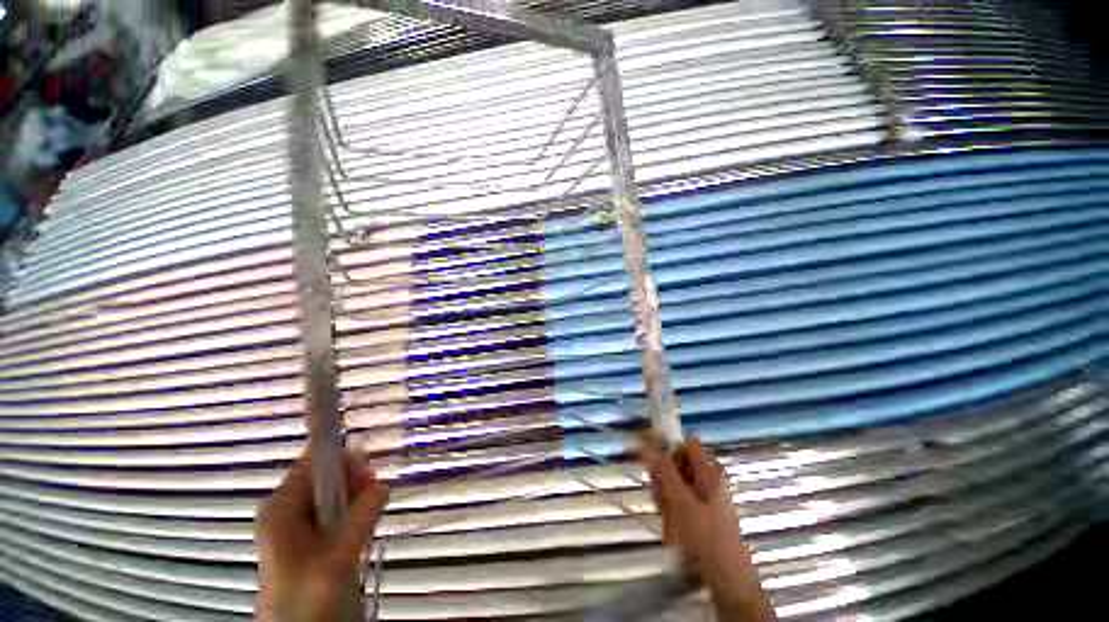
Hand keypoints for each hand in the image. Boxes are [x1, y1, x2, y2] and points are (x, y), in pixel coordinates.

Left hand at [255, 450, 390, 621]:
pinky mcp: (312, 534)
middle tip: (373, 497)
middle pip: (329, 474)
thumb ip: (362, 517)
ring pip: (337, 492)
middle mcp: (287, 508)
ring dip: (358, 500)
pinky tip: (359, 531)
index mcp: (280, 507)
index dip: (345, 459)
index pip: (315, 460)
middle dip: (355, 482)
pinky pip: (339, 508)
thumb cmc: (305, 601)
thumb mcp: (337, 557)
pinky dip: (355, 513)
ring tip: (366, 521)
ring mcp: (299, 522)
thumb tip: (384, 484)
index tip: (369, 471)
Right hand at [643, 437, 774, 621]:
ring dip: (664, 491)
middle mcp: (708, 480)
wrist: (725, 580)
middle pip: (678, 462)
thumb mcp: (681, 501)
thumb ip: (664, 471)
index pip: (687, 443)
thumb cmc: (705, 537)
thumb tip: (648, 445)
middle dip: (663, 472)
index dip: (668, 443)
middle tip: (657, 490)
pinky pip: (678, 498)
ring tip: (664, 511)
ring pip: (676, 481)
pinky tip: (669, 521)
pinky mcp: (699, 513)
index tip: (651, 453)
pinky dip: (669, 504)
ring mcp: (704, 497)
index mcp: (709, 472)